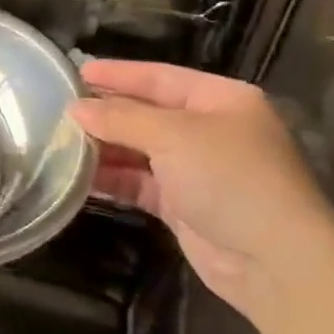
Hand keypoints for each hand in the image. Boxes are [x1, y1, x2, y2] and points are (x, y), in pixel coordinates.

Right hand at [70, 59, 333, 318]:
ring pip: (140, 150)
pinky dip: (113, 179)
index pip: (160, 77)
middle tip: (59, 108)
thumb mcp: (173, 136)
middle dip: (106, 112)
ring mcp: (197, 170)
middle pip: (147, 113)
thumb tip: (76, 109)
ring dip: (104, 147)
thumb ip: (121, 119)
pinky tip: (79, 175)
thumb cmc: (230, 178)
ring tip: (60, 141)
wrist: (275, 261)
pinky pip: (140, 183)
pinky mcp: (184, 205)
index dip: (118, 74)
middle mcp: (210, 130)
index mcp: (220, 100)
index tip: (76, 71)